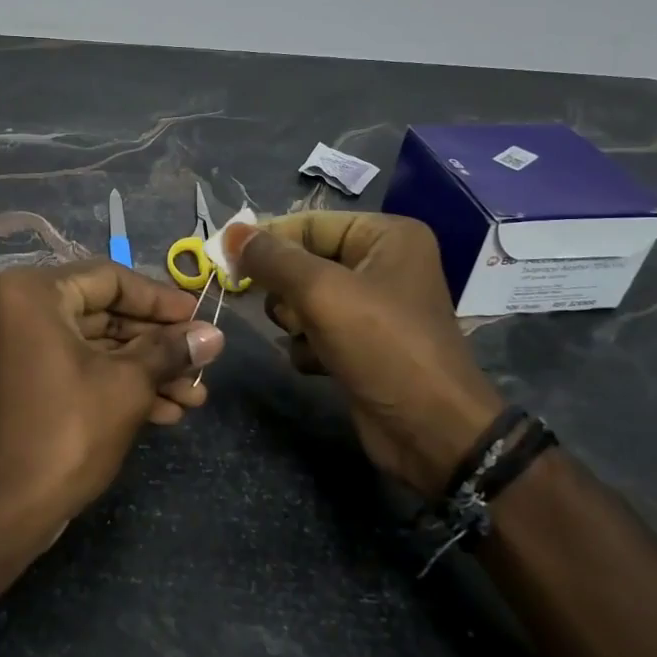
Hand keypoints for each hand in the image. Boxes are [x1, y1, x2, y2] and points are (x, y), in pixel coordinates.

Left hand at [0, 261, 225, 524]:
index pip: (111, 279)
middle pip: (106, 313)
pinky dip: (121, 383)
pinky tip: (168, 411)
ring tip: (195, 396)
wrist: (9, 507)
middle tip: (203, 362)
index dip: (160, 300)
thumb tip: (214, 335)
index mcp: (35, 292)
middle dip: (158, 344)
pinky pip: (82, 367)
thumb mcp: (128, 384)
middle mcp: (24, 309)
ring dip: (147, 369)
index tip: (199, 319)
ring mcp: (25, 346)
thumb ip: (170, 350)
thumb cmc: (69, 430)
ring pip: (99, 346)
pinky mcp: (32, 380)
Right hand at [226, 213, 500, 496]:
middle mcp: (382, 263)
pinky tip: (322, 364)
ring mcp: (372, 306)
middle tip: (289, 312)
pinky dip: (309, 346)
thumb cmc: (383, 347)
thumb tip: (231, 232)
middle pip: (303, 261)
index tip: (225, 260)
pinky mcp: (362, 343)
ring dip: (295, 321)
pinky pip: (315, 329)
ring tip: (311, 339)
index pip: (308, 224)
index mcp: (386, 236)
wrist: (431, 433)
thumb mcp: (322, 293)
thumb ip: (272, 259)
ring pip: (303, 298)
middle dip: (287, 290)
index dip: (267, 240)